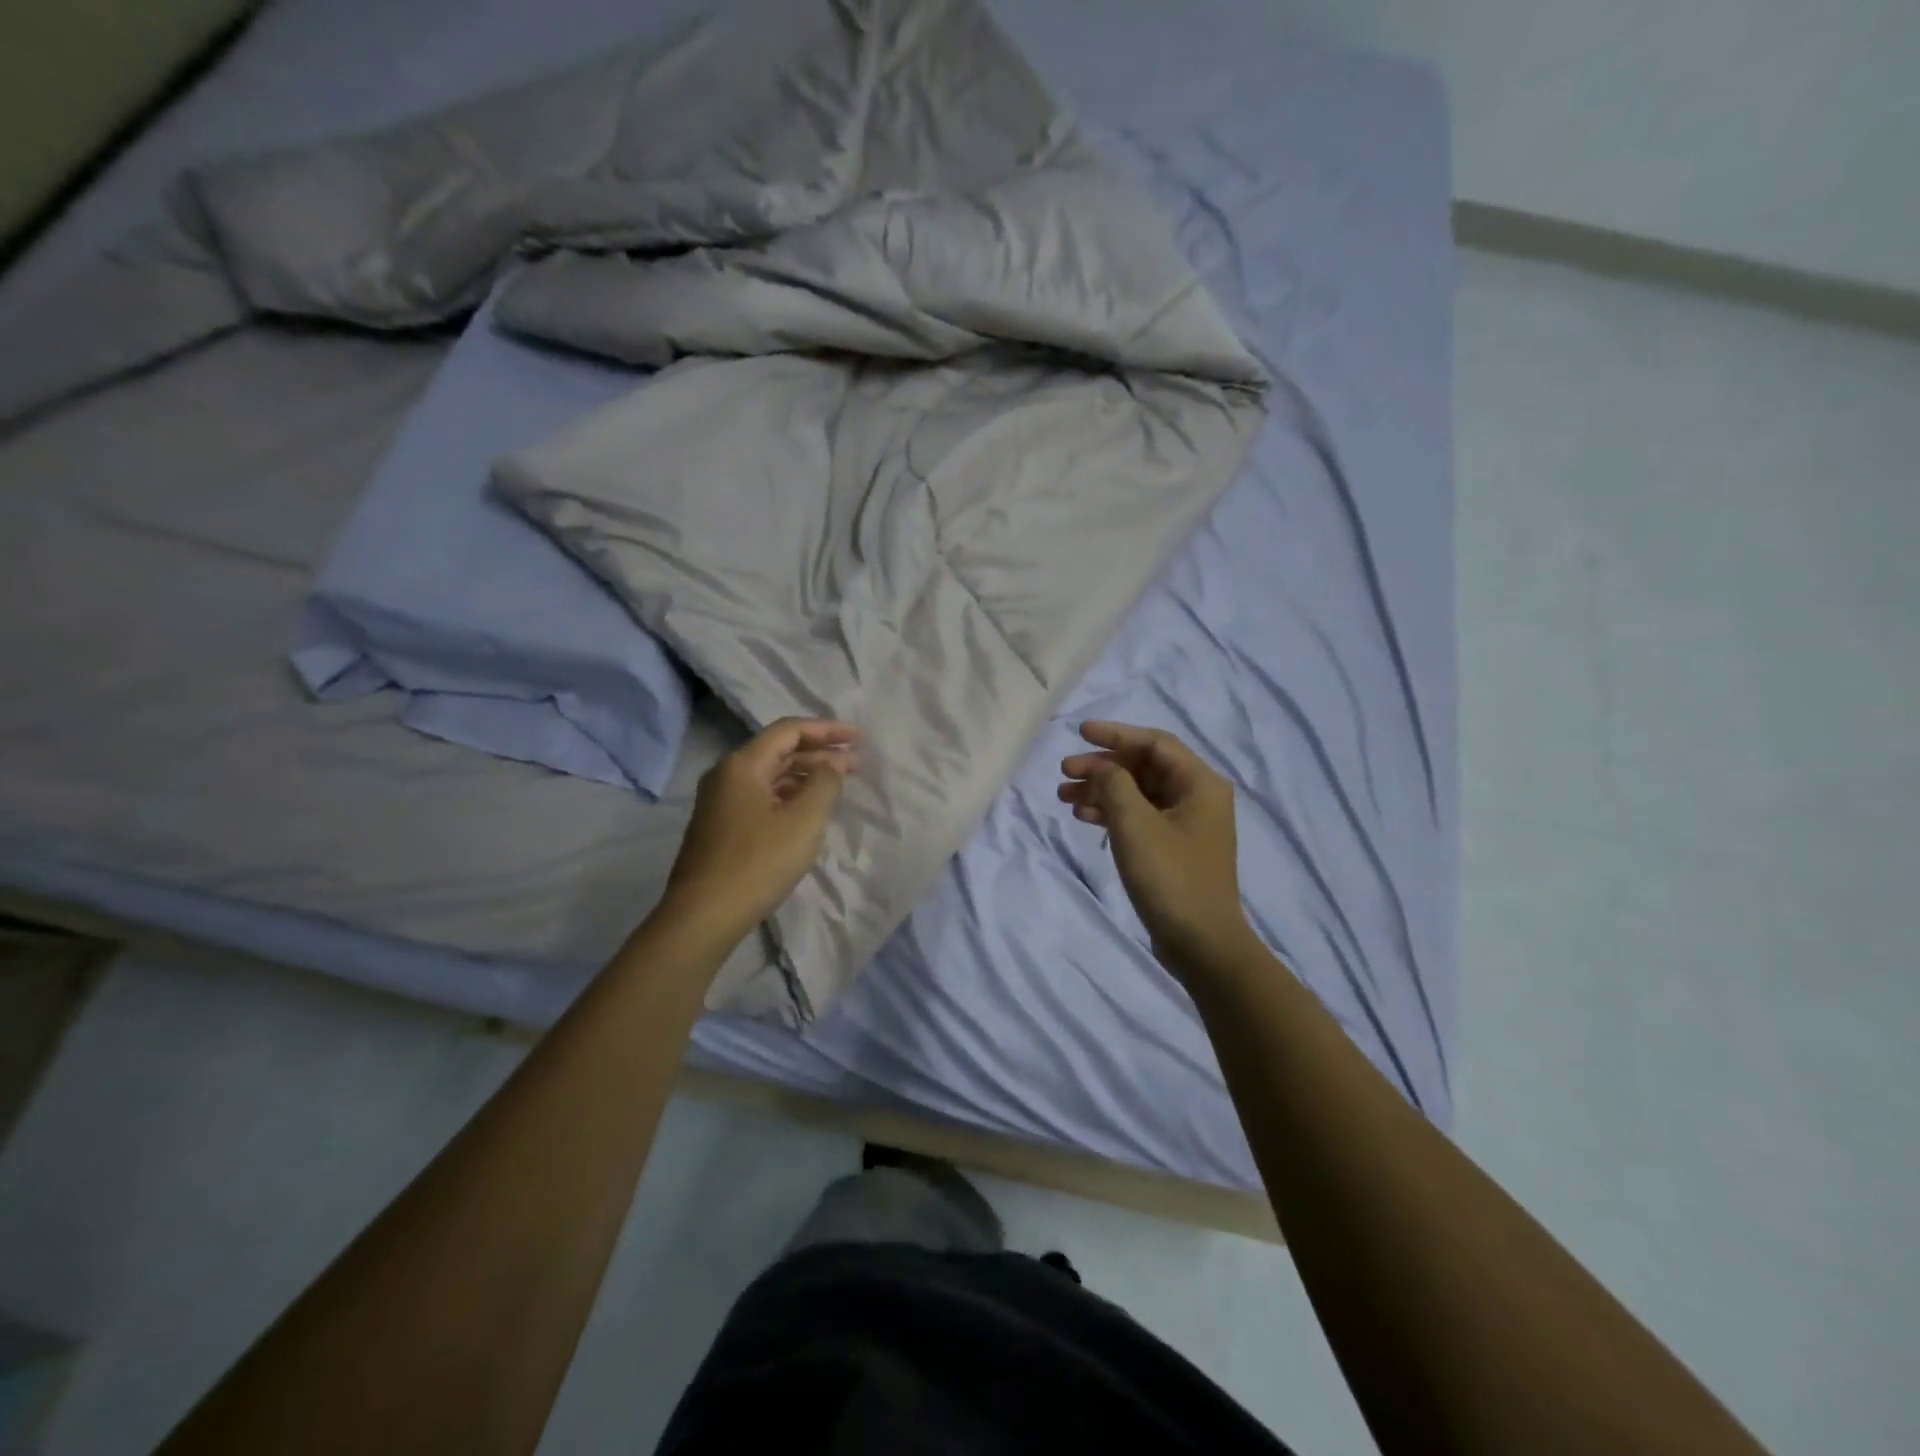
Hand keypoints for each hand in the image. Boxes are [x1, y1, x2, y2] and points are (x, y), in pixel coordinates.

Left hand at [661, 717, 858, 942]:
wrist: (704, 916)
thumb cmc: (758, 863)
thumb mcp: (803, 821)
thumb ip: (825, 783)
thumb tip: (832, 764)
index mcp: (742, 764)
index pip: (789, 730)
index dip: (828, 730)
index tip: (860, 738)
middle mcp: (726, 775)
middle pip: (779, 751)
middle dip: (820, 753)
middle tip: (858, 763)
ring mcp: (720, 802)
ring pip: (771, 776)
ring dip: (806, 775)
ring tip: (840, 784)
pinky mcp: (722, 827)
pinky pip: (762, 797)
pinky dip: (790, 795)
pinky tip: (809, 809)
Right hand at [1058, 721, 1251, 976]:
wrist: (1201, 944)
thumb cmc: (1171, 877)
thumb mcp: (1135, 824)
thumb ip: (1114, 784)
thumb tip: (1102, 768)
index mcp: (1200, 784)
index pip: (1154, 743)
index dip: (1115, 734)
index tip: (1079, 733)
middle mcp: (1197, 797)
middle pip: (1143, 767)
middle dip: (1103, 766)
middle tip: (1065, 772)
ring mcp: (1186, 824)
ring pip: (1137, 792)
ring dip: (1102, 790)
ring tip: (1064, 797)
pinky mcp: (1173, 847)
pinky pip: (1139, 816)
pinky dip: (1112, 813)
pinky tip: (1085, 817)